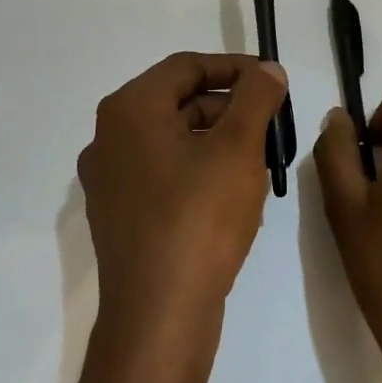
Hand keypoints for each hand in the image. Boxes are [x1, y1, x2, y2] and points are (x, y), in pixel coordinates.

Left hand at [77, 52, 289, 338]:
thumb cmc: (199, 218)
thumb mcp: (238, 148)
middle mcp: (109, 138)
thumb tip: (268, 70)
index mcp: (129, 110)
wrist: (159, 316)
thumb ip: (256, 98)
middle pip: (178, 101)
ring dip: (218, 140)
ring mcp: (110, 180)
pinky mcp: (119, 215)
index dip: (235, 67)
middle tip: (272, 123)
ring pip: (173, 140)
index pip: (186, 67)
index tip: (273, 81)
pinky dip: (199, 169)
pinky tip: (234, 193)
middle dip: (230, 107)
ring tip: (261, 159)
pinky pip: (164, 174)